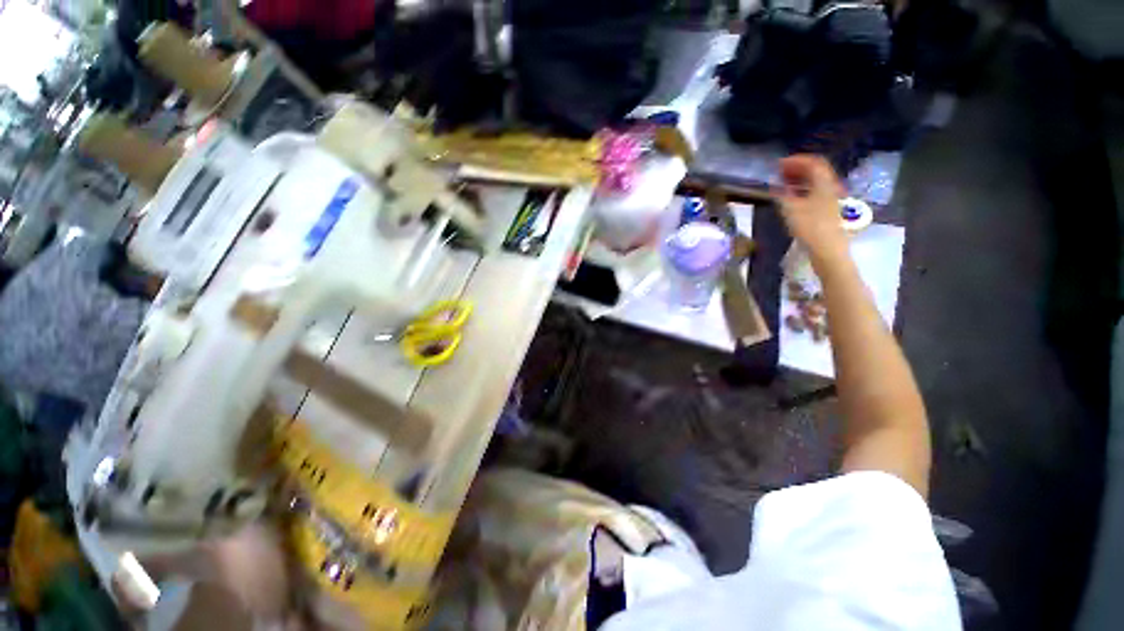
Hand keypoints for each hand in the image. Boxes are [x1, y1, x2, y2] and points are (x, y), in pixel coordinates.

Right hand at [777, 155, 848, 267]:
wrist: (828, 249)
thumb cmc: (809, 227)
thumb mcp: (790, 209)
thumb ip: (782, 194)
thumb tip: (775, 186)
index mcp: (823, 183)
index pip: (813, 162)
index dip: (796, 160)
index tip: (779, 164)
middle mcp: (830, 186)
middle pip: (817, 170)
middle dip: (798, 168)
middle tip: (780, 172)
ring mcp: (831, 198)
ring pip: (817, 181)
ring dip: (800, 178)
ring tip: (784, 183)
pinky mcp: (829, 209)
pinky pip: (816, 191)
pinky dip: (804, 189)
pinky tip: (793, 196)